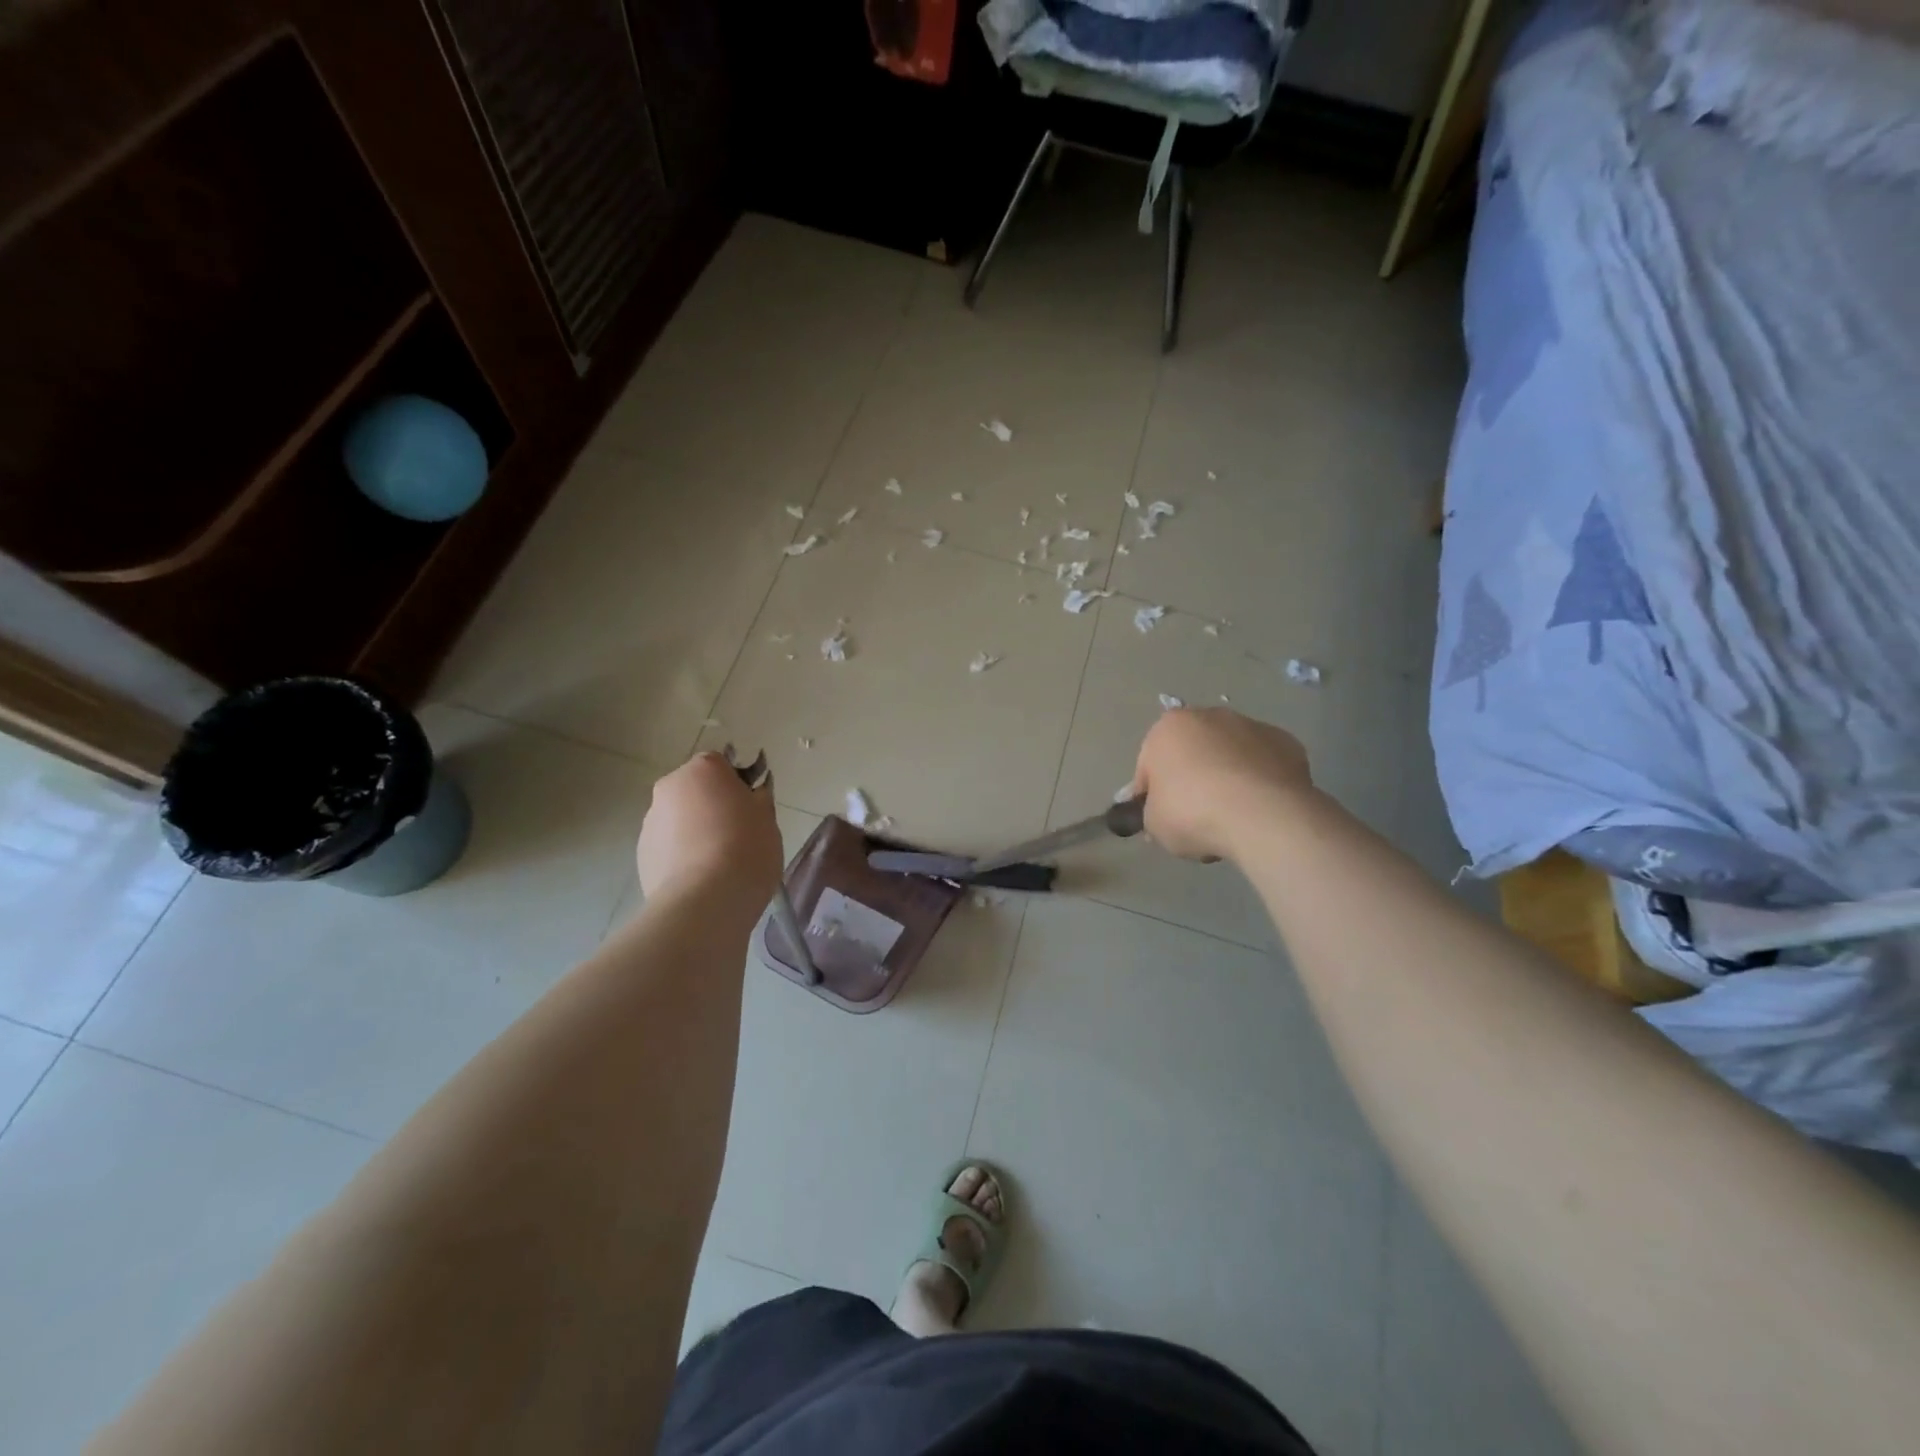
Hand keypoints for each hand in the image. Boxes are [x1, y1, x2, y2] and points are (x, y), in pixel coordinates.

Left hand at [637, 753, 782, 906]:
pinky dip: (682, 854)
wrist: (706, 901)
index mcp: (703, 769)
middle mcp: (669, 787)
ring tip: (718, 861)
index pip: (721, 764)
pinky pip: (668, 845)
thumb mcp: (767, 818)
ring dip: (696, 829)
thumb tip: (752, 793)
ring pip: (679, 818)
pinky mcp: (642, 854)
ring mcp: (650, 821)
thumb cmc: (746, 849)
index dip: (737, 783)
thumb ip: (759, 798)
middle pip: (695, 790)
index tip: (751, 807)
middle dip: (712, 805)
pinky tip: (701, 877)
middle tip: (738, 833)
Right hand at [1130, 708, 1313, 862]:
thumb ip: (1153, 812)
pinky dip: (1260, 782)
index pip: (1149, 765)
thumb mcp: (1154, 824)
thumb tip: (1163, 813)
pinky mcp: (1287, 743)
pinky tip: (1260, 809)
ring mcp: (1252, 726)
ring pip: (1230, 755)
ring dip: (1228, 777)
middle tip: (1195, 816)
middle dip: (1192, 778)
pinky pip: (1263, 765)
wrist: (1263, 816)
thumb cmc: (1193, 812)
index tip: (1160, 818)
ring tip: (1233, 816)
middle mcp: (1209, 716)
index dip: (1151, 795)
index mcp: (1168, 728)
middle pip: (1193, 751)